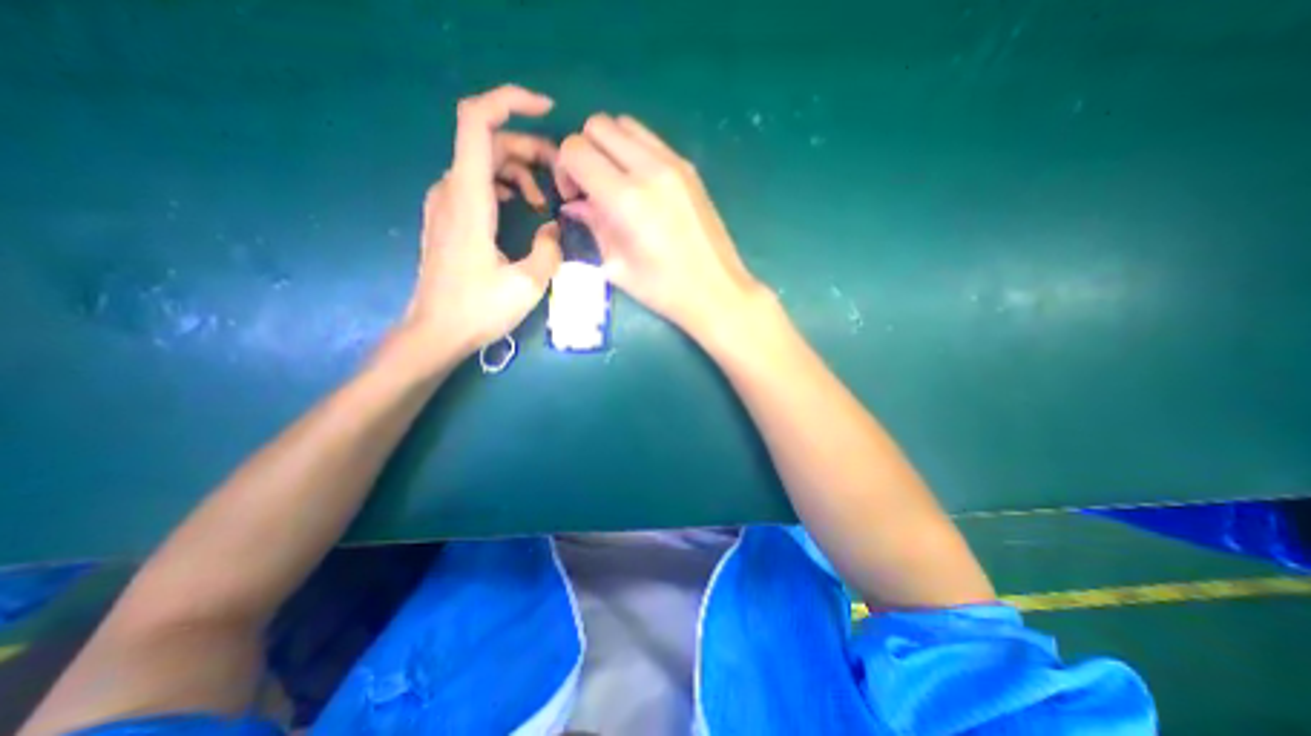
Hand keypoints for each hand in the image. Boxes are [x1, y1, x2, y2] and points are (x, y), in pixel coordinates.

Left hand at [398, 86, 566, 369]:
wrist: (436, 331)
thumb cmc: (479, 309)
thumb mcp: (528, 284)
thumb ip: (549, 250)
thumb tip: (554, 228)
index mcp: (470, 198)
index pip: (477, 122)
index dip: (510, 102)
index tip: (547, 111)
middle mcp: (451, 190)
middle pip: (487, 140)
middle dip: (528, 148)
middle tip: (561, 176)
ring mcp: (445, 203)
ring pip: (483, 162)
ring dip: (519, 170)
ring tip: (543, 201)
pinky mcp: (447, 218)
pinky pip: (476, 183)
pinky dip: (504, 184)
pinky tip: (521, 208)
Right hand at [554, 113, 770, 335]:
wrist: (716, 290)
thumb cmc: (663, 289)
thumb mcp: (617, 266)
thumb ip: (593, 225)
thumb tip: (575, 204)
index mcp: (625, 198)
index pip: (575, 150)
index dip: (564, 169)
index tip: (574, 197)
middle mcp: (649, 169)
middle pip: (597, 125)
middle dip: (583, 151)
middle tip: (590, 187)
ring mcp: (674, 163)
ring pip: (625, 124)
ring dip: (609, 146)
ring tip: (614, 183)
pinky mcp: (689, 168)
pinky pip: (650, 139)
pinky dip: (633, 150)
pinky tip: (639, 185)